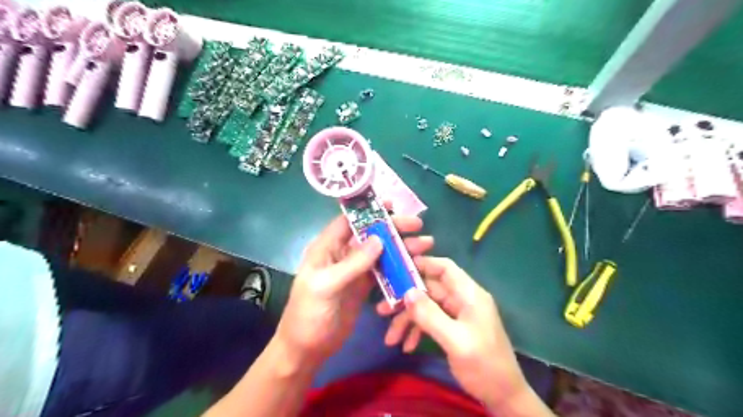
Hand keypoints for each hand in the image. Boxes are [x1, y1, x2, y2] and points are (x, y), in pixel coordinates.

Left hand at [275, 214, 433, 366]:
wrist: (308, 348)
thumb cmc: (309, 314)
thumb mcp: (326, 286)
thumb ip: (352, 263)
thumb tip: (379, 239)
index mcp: (327, 248)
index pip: (349, 221)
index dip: (369, 210)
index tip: (393, 205)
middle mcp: (342, 254)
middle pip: (370, 234)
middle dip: (393, 228)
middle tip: (417, 226)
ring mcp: (356, 270)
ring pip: (381, 252)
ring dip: (401, 247)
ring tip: (425, 245)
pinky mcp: (365, 286)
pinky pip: (384, 271)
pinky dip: (399, 266)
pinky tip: (415, 265)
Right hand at [379, 257, 531, 409]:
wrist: (503, 396)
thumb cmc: (484, 365)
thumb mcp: (455, 341)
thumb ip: (430, 315)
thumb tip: (407, 292)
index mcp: (469, 295)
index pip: (445, 268)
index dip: (422, 264)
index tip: (397, 269)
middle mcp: (463, 300)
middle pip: (430, 289)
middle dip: (406, 299)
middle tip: (383, 309)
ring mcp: (457, 314)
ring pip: (427, 307)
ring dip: (408, 320)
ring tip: (390, 338)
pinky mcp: (453, 328)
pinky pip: (430, 322)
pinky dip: (417, 331)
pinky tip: (406, 345)